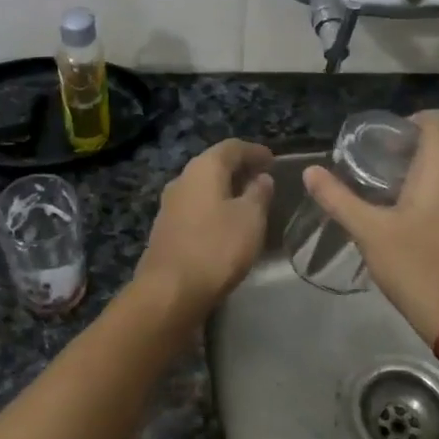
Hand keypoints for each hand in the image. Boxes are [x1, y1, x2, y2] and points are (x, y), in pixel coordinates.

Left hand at [138, 138, 274, 322]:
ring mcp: (170, 204)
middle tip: (262, 178)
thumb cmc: (216, 247)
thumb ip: (258, 194)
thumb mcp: (250, 219)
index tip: (272, 159)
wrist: (169, 290)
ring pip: (203, 186)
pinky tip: (226, 222)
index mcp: (203, 168)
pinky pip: (195, 206)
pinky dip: (214, 207)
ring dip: (225, 189)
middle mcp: (182, 179)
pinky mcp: (166, 228)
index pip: (231, 147)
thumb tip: (261, 177)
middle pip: (214, 164)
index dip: (254, 151)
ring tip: (248, 200)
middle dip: (239, 168)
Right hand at [302, 110, 438, 345]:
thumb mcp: (369, 233)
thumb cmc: (418, 269)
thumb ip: (338, 198)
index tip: (386, 146)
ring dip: (430, 184)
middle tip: (381, 182)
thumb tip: (310, 171)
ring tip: (400, 209)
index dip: (411, 122)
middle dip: (413, 159)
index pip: (436, 119)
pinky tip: (426, 234)